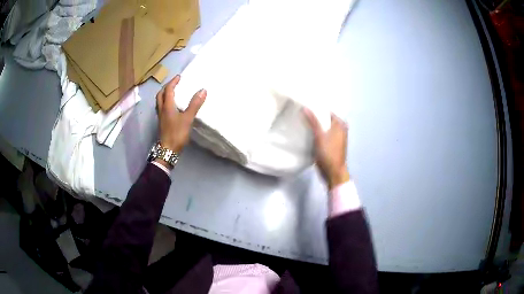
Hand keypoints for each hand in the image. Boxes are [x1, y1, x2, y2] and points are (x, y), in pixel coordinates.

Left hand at [156, 75, 205, 154]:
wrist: (168, 150)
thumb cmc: (177, 133)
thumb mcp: (187, 118)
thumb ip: (195, 104)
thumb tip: (203, 90)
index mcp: (167, 106)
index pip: (168, 90)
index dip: (173, 82)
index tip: (179, 77)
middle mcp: (161, 109)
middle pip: (160, 94)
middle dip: (166, 87)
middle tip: (174, 83)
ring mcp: (160, 117)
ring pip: (159, 101)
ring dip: (164, 94)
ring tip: (172, 92)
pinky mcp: (162, 122)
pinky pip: (161, 108)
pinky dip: (165, 102)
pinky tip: (171, 106)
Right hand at [304, 108, 349, 188]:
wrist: (333, 172)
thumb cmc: (329, 153)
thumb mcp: (320, 136)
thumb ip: (313, 121)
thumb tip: (305, 107)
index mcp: (340, 124)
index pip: (327, 111)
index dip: (317, 108)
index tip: (305, 106)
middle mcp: (340, 129)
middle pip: (325, 120)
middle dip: (315, 117)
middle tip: (301, 113)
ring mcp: (335, 138)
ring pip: (323, 128)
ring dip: (315, 126)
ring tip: (302, 121)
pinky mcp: (331, 145)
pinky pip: (323, 135)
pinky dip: (316, 133)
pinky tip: (306, 133)